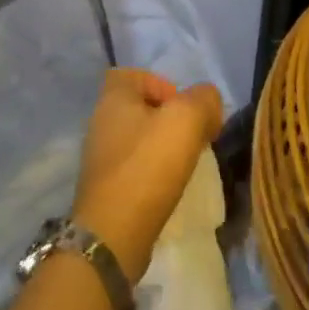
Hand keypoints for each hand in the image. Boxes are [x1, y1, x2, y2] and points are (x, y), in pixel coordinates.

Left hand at [71, 68, 223, 283]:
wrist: (113, 234)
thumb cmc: (147, 167)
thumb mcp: (185, 121)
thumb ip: (203, 101)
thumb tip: (209, 100)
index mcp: (113, 96)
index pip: (134, 74)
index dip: (161, 84)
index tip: (184, 110)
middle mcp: (100, 120)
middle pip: (138, 107)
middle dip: (167, 119)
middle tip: (191, 139)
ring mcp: (99, 155)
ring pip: (136, 138)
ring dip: (160, 147)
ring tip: (183, 166)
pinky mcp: (104, 187)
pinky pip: (132, 167)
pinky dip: (150, 172)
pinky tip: (167, 189)